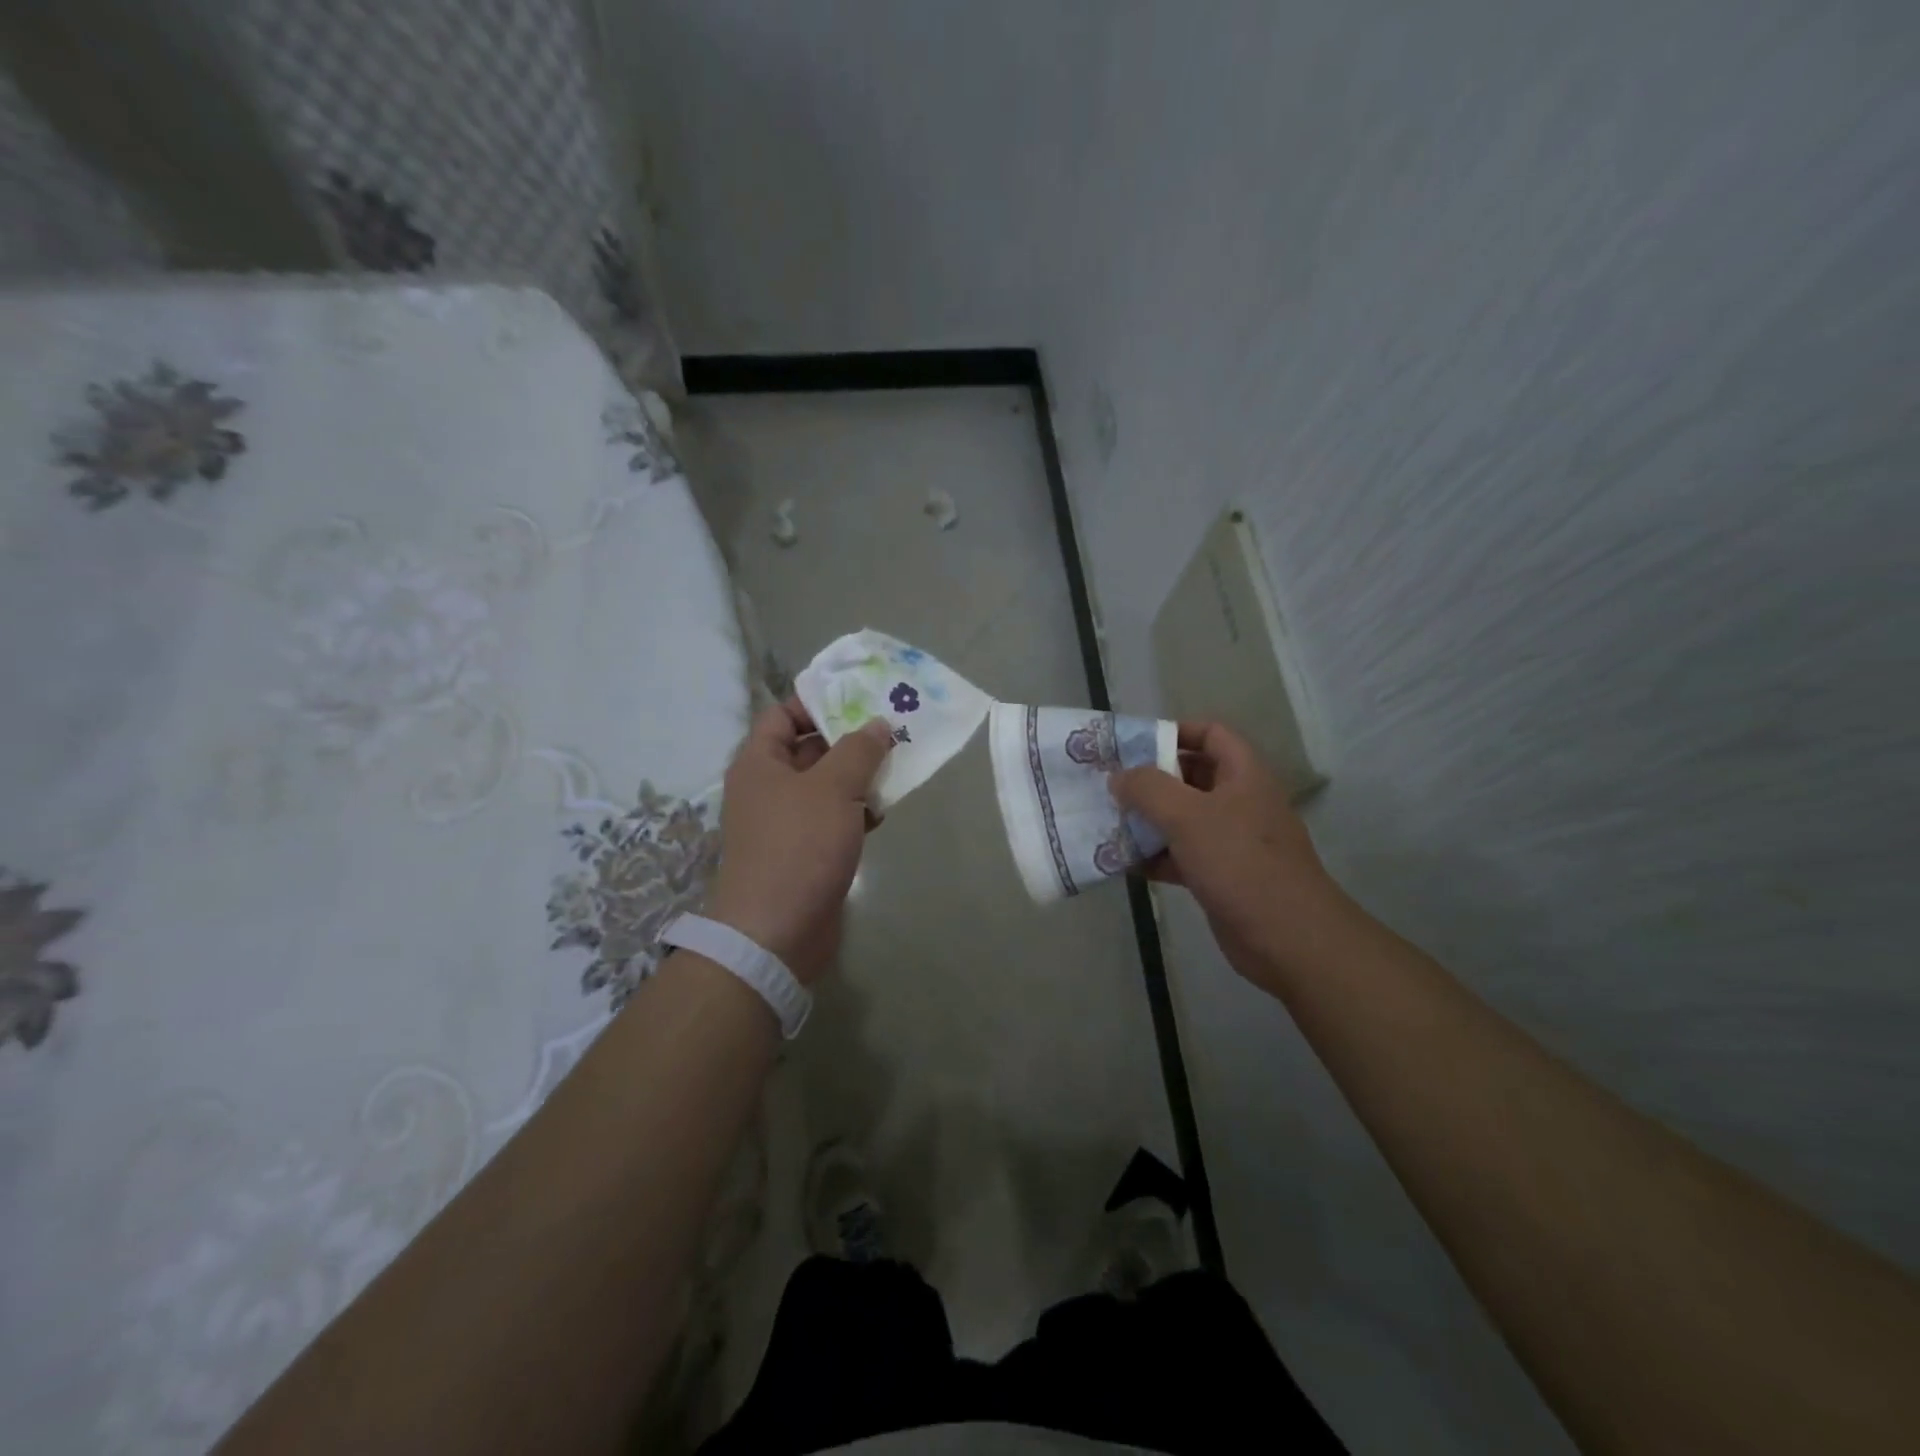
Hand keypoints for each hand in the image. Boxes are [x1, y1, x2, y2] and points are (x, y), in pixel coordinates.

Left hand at [705, 699, 893, 984]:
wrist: (777, 932)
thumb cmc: (798, 846)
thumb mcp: (833, 788)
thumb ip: (858, 750)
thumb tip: (877, 725)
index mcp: (759, 763)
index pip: (783, 715)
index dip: (818, 702)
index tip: (860, 697)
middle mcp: (768, 787)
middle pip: (810, 749)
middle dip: (850, 739)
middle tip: (893, 728)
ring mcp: (786, 822)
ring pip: (826, 786)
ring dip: (859, 776)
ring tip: (899, 764)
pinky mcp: (806, 851)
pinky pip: (833, 818)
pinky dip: (857, 811)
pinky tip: (885, 810)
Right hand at [1112, 722, 1338, 986]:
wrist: (1288, 938)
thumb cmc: (1240, 863)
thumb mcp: (1188, 816)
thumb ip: (1148, 789)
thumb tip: (1119, 777)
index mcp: (1243, 775)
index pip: (1211, 734)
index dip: (1175, 731)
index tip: (1135, 745)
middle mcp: (1239, 802)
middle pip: (1191, 776)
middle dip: (1151, 779)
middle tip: (1111, 784)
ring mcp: (1231, 841)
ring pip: (1183, 819)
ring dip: (1148, 820)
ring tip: (1108, 821)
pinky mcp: (1221, 876)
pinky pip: (1181, 856)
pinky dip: (1155, 857)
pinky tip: (1123, 863)